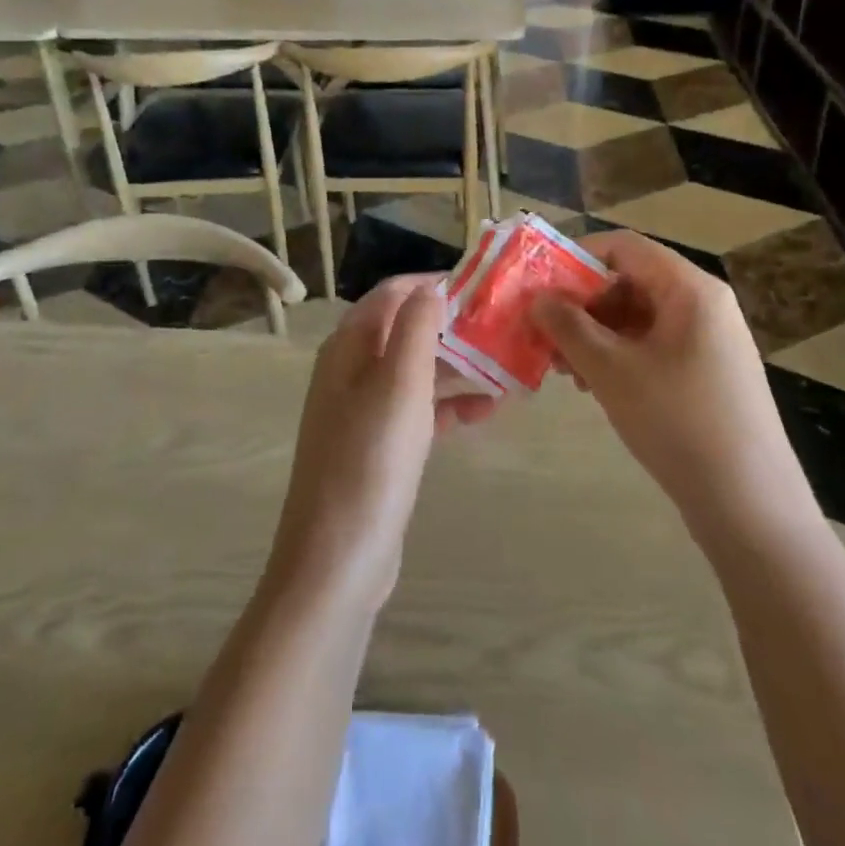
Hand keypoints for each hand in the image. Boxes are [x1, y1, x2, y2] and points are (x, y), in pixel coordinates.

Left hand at [265, 276, 494, 614]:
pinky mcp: (379, 444)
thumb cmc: (371, 461)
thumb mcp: (399, 384)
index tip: (484, 286)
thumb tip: (433, 287)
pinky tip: (487, 411)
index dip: (435, 283)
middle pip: (406, 328)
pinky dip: (449, 404)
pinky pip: (419, 409)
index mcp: (349, 346)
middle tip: (504, 327)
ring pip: (417, 370)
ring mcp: (364, 409)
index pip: (393, 293)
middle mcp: (352, 369)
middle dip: (453, 326)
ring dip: (458, 366)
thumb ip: (415, 327)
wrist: (337, 562)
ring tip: (508, 367)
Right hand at [534, 231, 818, 545]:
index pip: (624, 247)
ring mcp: (710, 340)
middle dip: (582, 305)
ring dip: (596, 335)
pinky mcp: (708, 373)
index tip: (539, 285)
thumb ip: (569, 326)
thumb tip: (538, 298)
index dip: (576, 258)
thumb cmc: (678, 422)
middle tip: (546, 336)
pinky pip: (654, 346)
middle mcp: (704, 304)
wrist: (750, 506)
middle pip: (630, 281)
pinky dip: (619, 357)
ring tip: (566, 370)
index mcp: (689, 288)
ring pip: (638, 318)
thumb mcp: (612, 370)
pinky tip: (596, 387)